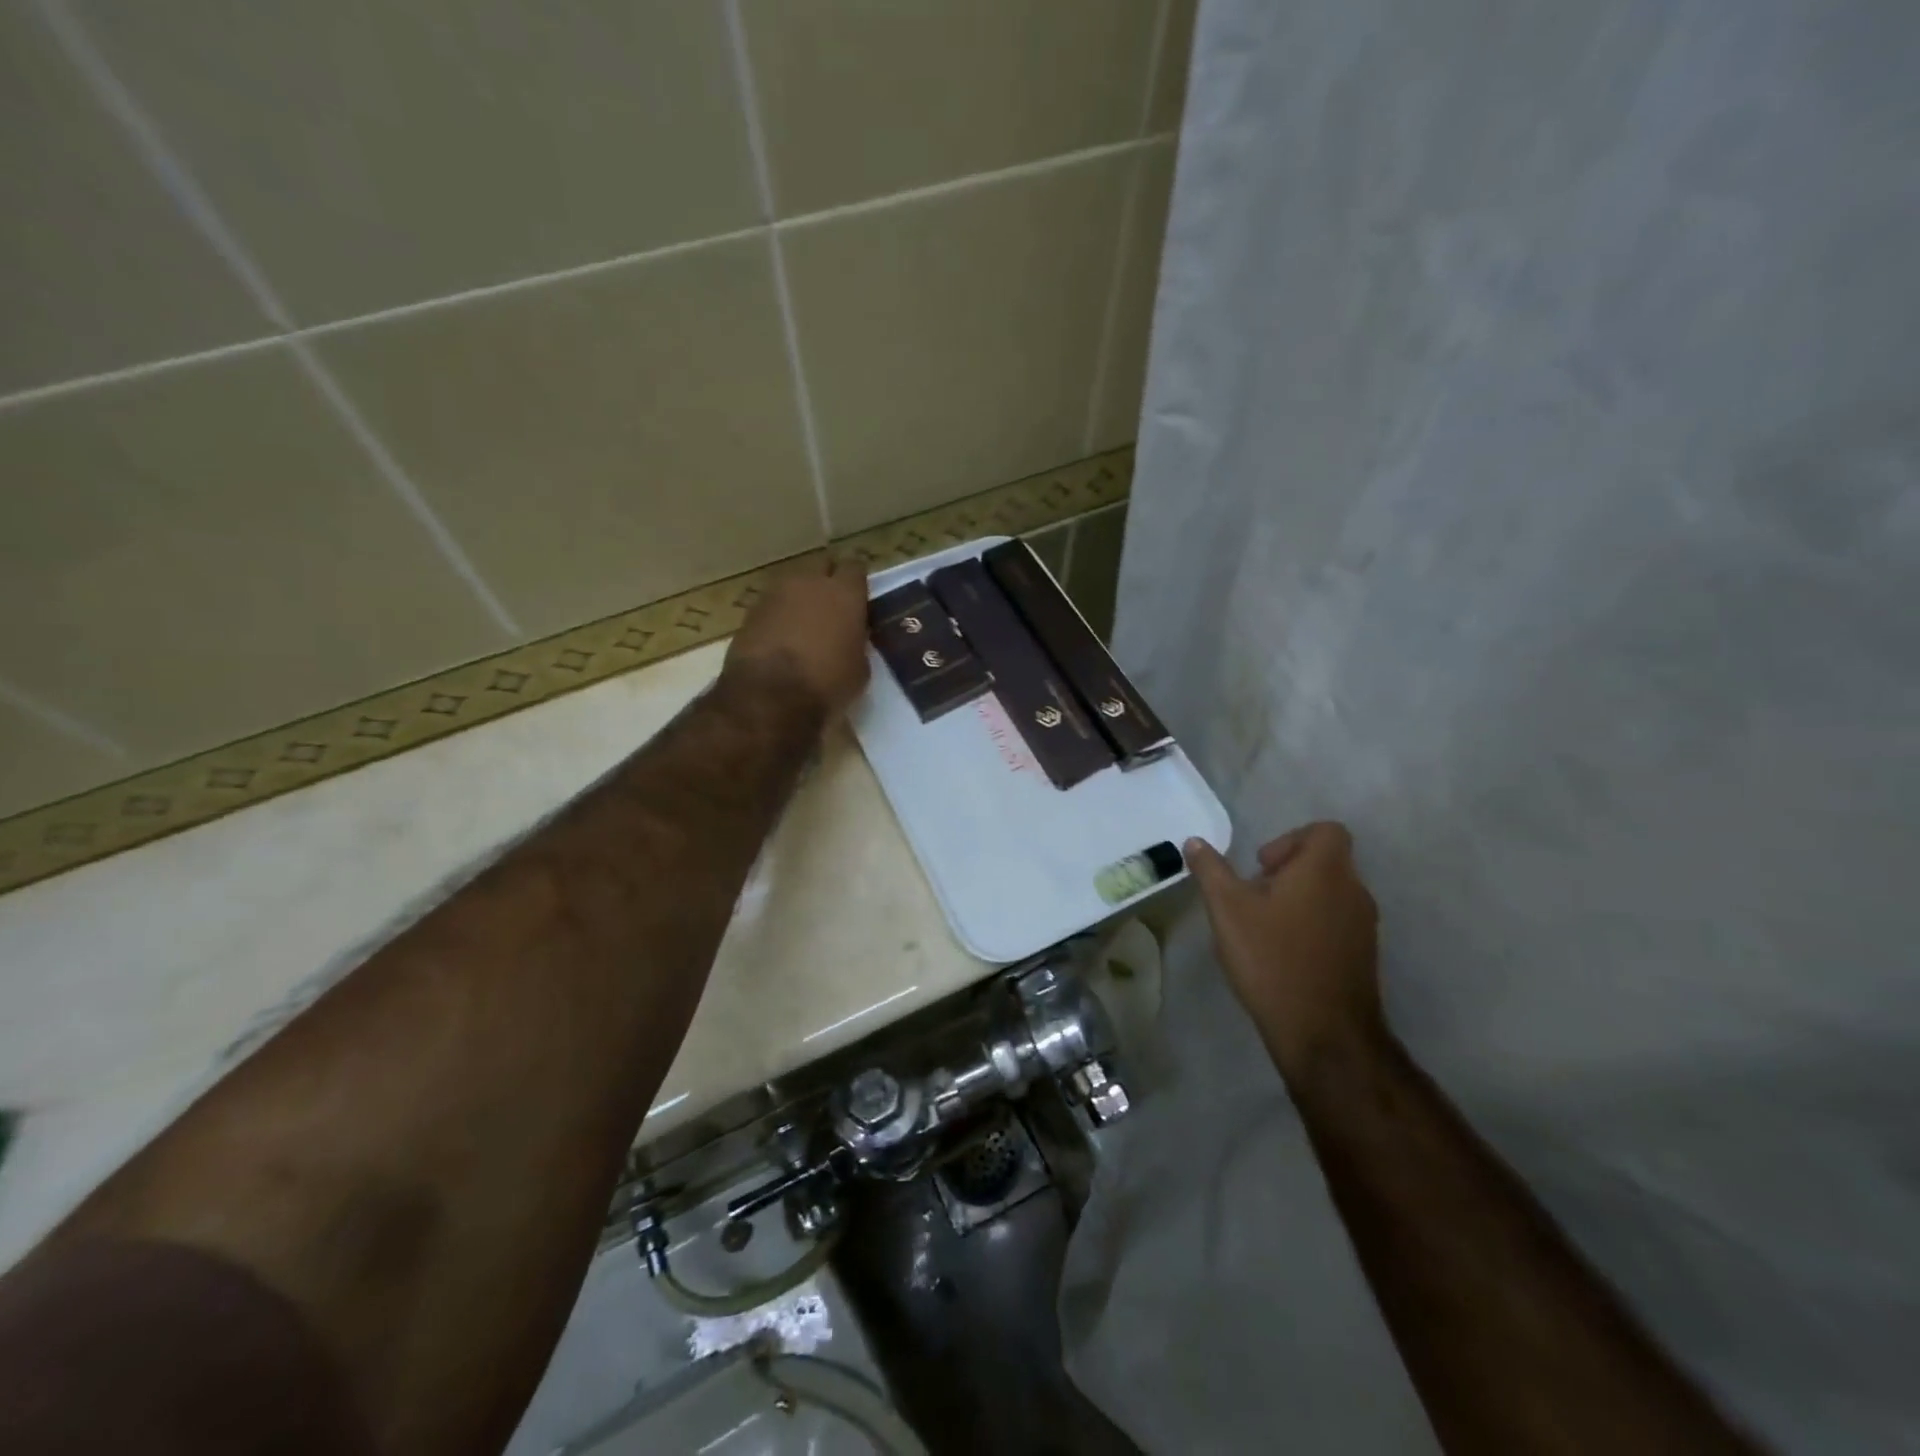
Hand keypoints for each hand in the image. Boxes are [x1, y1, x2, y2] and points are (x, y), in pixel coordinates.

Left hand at [725, 556, 870, 717]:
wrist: (768, 695)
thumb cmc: (827, 683)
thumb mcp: (859, 668)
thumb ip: (856, 643)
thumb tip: (849, 638)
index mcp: (844, 593)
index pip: (855, 568)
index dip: (857, 582)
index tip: (859, 598)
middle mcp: (809, 582)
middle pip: (821, 567)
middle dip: (827, 581)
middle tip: (832, 607)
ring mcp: (775, 593)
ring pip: (793, 584)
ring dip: (800, 598)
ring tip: (804, 624)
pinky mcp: (750, 611)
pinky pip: (772, 605)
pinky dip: (778, 616)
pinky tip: (781, 639)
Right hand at [1185, 823, 1383, 1082]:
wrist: (1323, 1032)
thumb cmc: (1272, 957)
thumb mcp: (1227, 909)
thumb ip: (1211, 870)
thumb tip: (1195, 842)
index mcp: (1325, 869)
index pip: (1326, 831)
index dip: (1291, 840)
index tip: (1261, 867)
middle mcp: (1354, 890)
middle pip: (1325, 862)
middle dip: (1287, 873)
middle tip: (1253, 897)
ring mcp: (1364, 926)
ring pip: (1330, 894)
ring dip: (1298, 901)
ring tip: (1263, 928)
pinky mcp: (1363, 956)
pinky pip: (1336, 924)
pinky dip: (1311, 927)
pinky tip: (1282, 955)